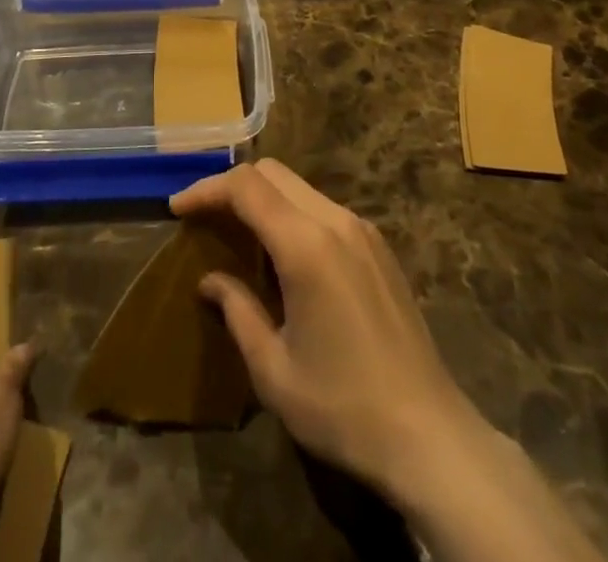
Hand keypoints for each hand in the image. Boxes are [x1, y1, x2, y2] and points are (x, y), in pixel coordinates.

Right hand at [170, 159, 478, 505]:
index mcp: (305, 245)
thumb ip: (238, 311)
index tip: (177, 208)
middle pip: (273, 173)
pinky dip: (292, 212)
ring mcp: (362, 230)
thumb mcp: (273, 370)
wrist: (429, 434)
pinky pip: (323, 208)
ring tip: (238, 233)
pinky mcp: (378, 246)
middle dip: (232, 185)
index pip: (246, 187)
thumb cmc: (342, 406)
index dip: (206, 189)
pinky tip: (283, 253)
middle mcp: (335, 221)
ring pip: (299, 187)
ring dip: (263, 198)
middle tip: (204, 216)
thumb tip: (210, 280)